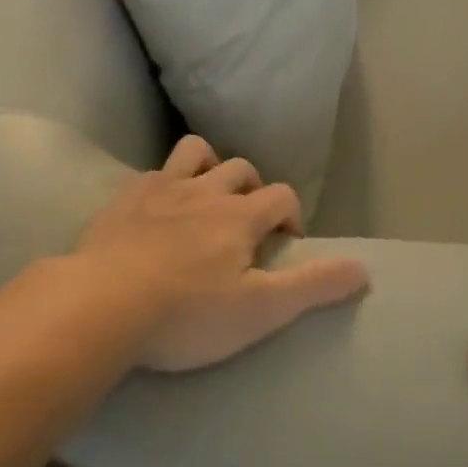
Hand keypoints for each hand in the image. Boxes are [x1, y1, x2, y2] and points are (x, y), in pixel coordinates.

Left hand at [73, 135, 369, 371]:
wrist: (102, 304)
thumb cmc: (187, 314)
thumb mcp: (261, 310)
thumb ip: (313, 286)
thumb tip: (365, 269)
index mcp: (239, 216)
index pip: (281, 195)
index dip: (291, 214)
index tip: (286, 241)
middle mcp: (204, 191)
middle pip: (241, 169)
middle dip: (253, 189)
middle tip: (247, 224)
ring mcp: (160, 189)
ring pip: (195, 152)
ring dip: (208, 166)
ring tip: (206, 197)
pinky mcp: (124, 198)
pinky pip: (151, 172)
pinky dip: (162, 183)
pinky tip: (155, 208)